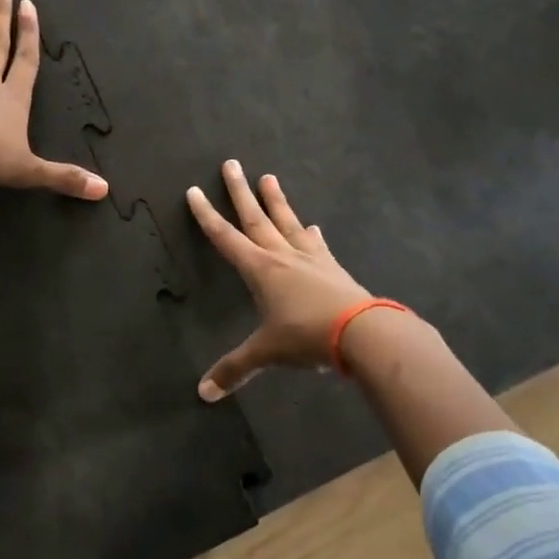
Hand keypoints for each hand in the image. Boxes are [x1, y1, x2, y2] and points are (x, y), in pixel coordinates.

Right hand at [187, 160, 374, 399]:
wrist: (363, 333)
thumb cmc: (307, 338)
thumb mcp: (266, 353)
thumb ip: (234, 370)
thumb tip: (203, 394)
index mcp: (260, 270)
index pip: (225, 238)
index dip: (207, 215)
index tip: (194, 191)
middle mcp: (282, 256)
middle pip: (256, 218)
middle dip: (240, 192)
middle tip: (232, 163)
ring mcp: (311, 259)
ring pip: (287, 223)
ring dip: (277, 202)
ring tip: (269, 178)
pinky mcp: (333, 268)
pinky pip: (318, 246)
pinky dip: (312, 235)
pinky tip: (314, 227)